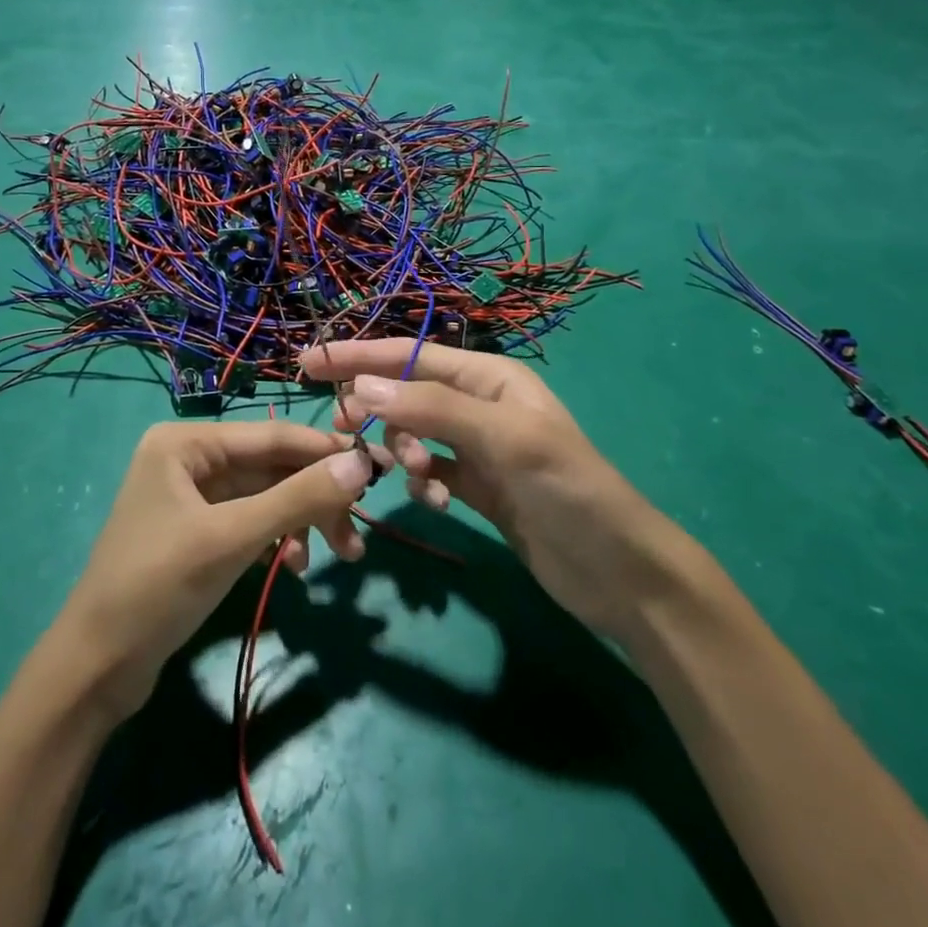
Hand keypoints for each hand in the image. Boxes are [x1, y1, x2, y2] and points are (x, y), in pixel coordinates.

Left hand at [55, 421, 387, 720]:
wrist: (97, 668)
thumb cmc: (158, 588)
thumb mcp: (232, 539)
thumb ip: (298, 498)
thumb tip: (361, 463)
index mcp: (185, 442)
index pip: (272, 436)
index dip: (326, 451)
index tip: (379, 468)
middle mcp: (189, 458)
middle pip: (272, 467)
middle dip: (316, 498)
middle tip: (359, 531)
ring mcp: (192, 495)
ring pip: (266, 497)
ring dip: (302, 523)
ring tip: (338, 557)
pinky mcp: (198, 531)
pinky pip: (252, 521)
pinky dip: (277, 540)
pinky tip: (293, 568)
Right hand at [301, 340, 677, 637]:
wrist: (618, 572)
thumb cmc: (568, 490)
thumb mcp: (504, 440)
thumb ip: (433, 410)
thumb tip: (361, 388)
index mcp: (490, 377)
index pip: (410, 355)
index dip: (358, 355)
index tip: (309, 363)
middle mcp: (479, 404)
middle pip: (406, 393)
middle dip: (377, 410)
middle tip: (345, 433)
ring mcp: (477, 446)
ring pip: (413, 434)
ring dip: (404, 452)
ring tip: (417, 477)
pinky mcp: (476, 485)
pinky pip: (430, 470)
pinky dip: (423, 482)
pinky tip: (438, 502)